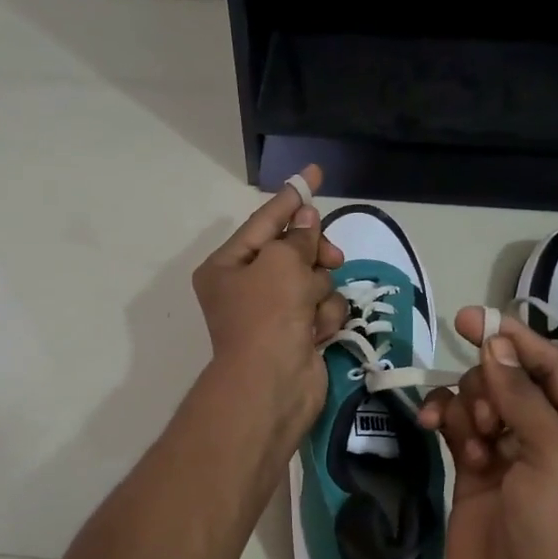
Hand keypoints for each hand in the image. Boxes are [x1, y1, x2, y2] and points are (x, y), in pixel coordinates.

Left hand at [192, 166, 346, 435]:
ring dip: (319, 292)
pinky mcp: (299, 334)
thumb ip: (298, 237)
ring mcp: (275, 312)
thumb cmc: (267, 315)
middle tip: (328, 257)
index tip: (313, 173)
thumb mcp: (281, 263)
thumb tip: (306, 219)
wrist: (272, 385)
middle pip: (294, 251)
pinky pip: (322, 308)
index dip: (291, 197)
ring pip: (315, 279)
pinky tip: (316, 333)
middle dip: (313, 255)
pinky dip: (323, 317)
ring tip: (309, 312)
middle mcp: (248, 286)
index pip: (264, 220)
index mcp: (228, 265)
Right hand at [419, 311, 557, 558]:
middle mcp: (552, 441)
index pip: (555, 370)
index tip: (475, 318)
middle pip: (512, 382)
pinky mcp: (475, 477)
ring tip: (471, 444)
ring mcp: (511, 459)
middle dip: (490, 385)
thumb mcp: (554, 457)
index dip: (518, 341)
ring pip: (481, 404)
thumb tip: (495, 345)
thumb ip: (522, 397)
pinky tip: (435, 429)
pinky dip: (447, 422)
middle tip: (483, 416)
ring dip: (468, 408)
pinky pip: (459, 430)